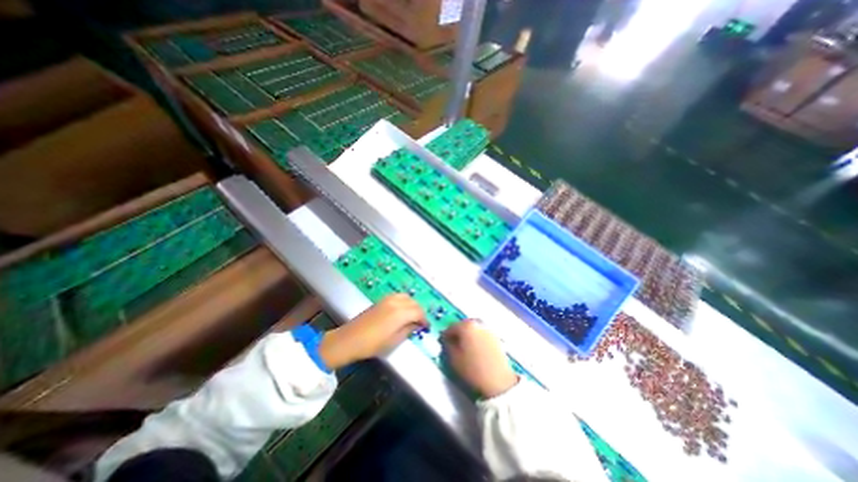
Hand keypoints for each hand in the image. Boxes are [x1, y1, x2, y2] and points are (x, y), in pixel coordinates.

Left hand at [319, 293, 427, 369]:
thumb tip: (416, 325)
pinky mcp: (381, 300)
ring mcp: (387, 299)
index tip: (426, 327)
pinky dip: (404, 301)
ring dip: (412, 305)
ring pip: (406, 297)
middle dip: (419, 311)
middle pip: (414, 302)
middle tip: (420, 323)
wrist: (349, 339)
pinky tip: (402, 311)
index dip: (424, 319)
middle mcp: (396, 302)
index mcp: (400, 313)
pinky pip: (398, 296)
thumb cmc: (373, 344)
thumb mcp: (394, 340)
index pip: (419, 312)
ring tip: (412, 316)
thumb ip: (408, 330)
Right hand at [442, 320, 515, 399]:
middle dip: (457, 334)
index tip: (443, 344)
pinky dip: (476, 338)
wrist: (499, 381)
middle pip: (463, 326)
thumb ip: (448, 346)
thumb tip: (447, 340)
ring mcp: (488, 329)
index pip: (450, 327)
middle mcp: (477, 323)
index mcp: (466, 326)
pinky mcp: (495, 337)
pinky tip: (475, 350)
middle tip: (453, 345)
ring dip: (467, 336)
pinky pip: (481, 334)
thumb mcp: (454, 359)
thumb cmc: (473, 369)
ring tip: (464, 348)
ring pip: (473, 329)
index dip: (445, 336)